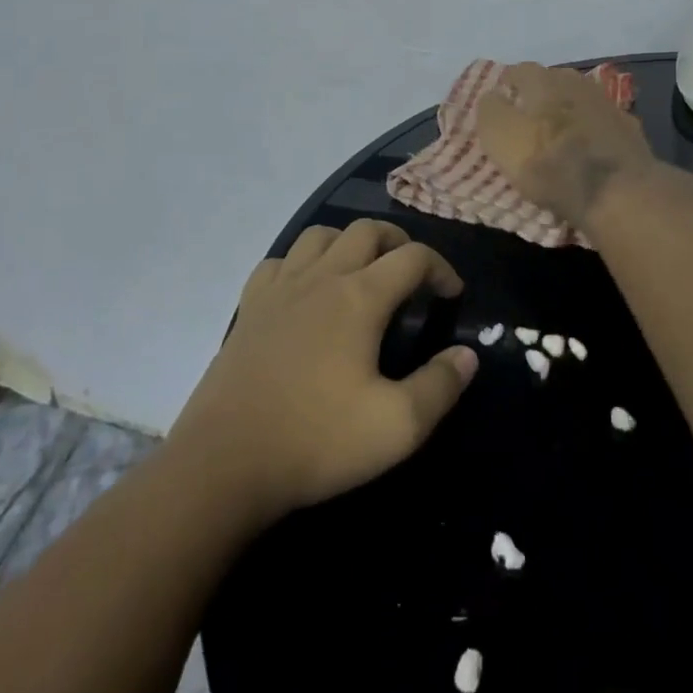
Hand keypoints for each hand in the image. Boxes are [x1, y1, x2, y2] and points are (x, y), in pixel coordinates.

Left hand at [169, 220, 477, 523]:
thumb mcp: (397, 426)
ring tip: (362, 272)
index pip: (412, 257)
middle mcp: (322, 277)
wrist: (225, 462)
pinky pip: (280, 261)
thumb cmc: (317, 439)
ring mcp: (280, 287)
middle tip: (412, 274)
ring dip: (349, 242)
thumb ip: (440, 386)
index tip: (452, 294)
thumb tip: (467, 354)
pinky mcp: (250, 305)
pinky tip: (306, 290)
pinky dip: (302, 262)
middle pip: (367, 230)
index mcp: (360, 297)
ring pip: (320, 234)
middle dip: (398, 242)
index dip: (440, 267)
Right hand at [475, 61, 657, 225]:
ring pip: (577, 100)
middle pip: (550, 81)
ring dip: (566, 112)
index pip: (518, 70)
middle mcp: (576, 82)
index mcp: (543, 80)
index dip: (505, 86)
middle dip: (537, 96)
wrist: (620, 193)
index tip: (499, 105)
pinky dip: (590, 131)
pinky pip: (600, 122)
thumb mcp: (502, 138)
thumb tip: (492, 96)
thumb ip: (491, 111)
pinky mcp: (629, 128)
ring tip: (556, 135)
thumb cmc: (551, 164)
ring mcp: (607, 103)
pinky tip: (587, 148)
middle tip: (525, 120)